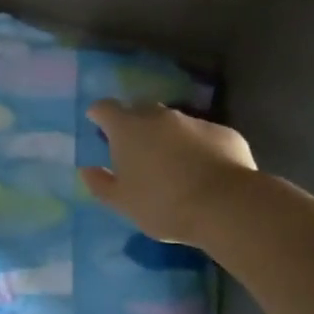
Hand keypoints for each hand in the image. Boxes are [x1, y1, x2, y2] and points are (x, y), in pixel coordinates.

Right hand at [81, 101, 256, 244]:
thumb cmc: (163, 204)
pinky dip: (198, 147)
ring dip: (168, 137)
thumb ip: (101, 184)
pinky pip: (203, 136)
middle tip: (135, 150)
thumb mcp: (123, 203)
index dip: (99, 114)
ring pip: (173, 123)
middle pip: (139, 111)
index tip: (97, 124)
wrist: (226, 205)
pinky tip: (205, 171)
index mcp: (128, 128)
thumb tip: (86, 170)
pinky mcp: (223, 132)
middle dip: (134, 125)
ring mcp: (193, 121)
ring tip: (172, 164)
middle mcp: (159, 115)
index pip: (105, 108)